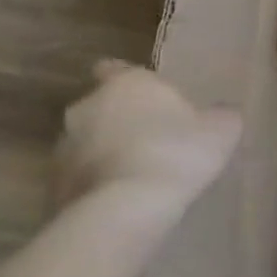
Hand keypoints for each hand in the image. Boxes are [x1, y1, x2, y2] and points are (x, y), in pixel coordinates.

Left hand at [54, 61, 242, 209]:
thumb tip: (221, 112)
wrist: (125, 207)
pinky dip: (98, 181)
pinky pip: (81, 175)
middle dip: (121, 119)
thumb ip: (220, 115)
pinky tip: (124, 198)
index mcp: (127, 83)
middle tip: (153, 140)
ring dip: (107, 151)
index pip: (115, 68)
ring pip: (88, 141)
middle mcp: (87, 105)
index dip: (133, 84)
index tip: (153, 101)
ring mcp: (64, 145)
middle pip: (102, 106)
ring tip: (138, 174)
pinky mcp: (53, 182)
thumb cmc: (177, 153)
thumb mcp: (222, 130)